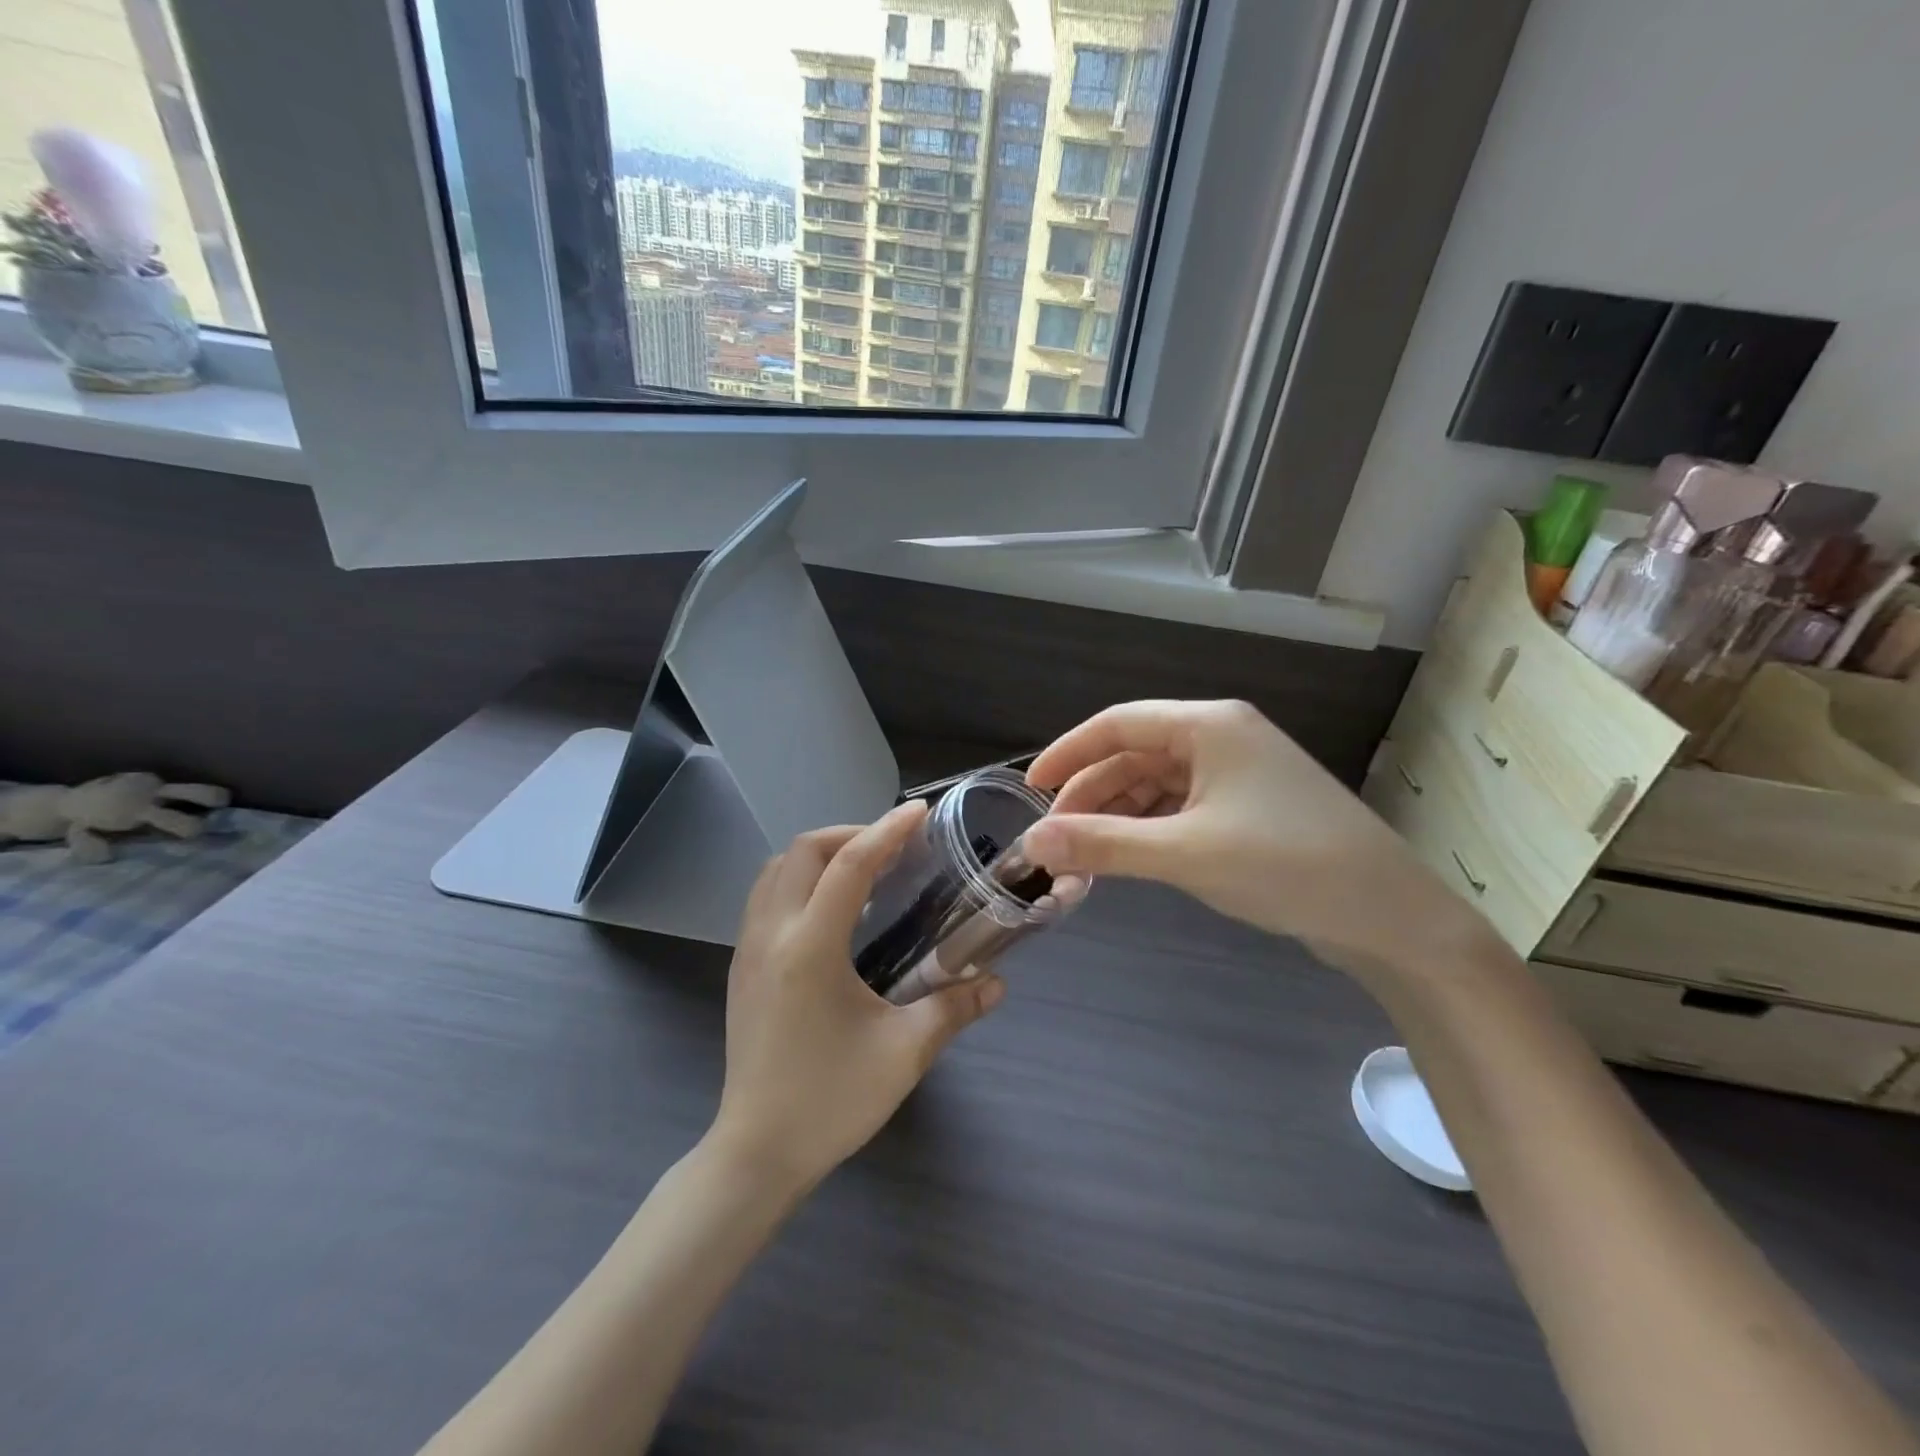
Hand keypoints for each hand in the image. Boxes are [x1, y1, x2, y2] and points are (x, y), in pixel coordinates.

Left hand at [711, 802, 1004, 1193]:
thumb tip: (997, 984)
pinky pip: (766, 896)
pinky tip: (831, 910)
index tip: (919, 812)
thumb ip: (953, 1009)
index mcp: (809, 947)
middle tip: (892, 848)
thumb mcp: (904, 1053)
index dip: (887, 831)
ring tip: (863, 870)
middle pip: (802, 851)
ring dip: (819, 854)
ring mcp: (748, 950)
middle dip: (849, 834)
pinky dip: (799, 880)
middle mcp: (771, 934)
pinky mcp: (741, 968)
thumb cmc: (830, 1101)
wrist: (756, 1153)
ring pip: (776, 870)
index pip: (849, 865)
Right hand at [1022, 700, 1489, 981]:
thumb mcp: (1185, 854)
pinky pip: (1181, 807)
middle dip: (1090, 795)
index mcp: (1209, 726)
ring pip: (1156, 784)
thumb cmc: (1287, 866)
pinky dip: (1148, 830)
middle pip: (1135, 755)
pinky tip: (1129, 858)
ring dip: (1117, 817)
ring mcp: (1239, 773)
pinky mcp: (1249, 807)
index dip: (1068, 753)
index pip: (1118, 724)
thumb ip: (1103, 845)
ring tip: (1084, 858)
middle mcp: (1222, 738)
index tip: (1029, 790)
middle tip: (1055, 842)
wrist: (1391, 917)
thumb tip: (1030, 844)